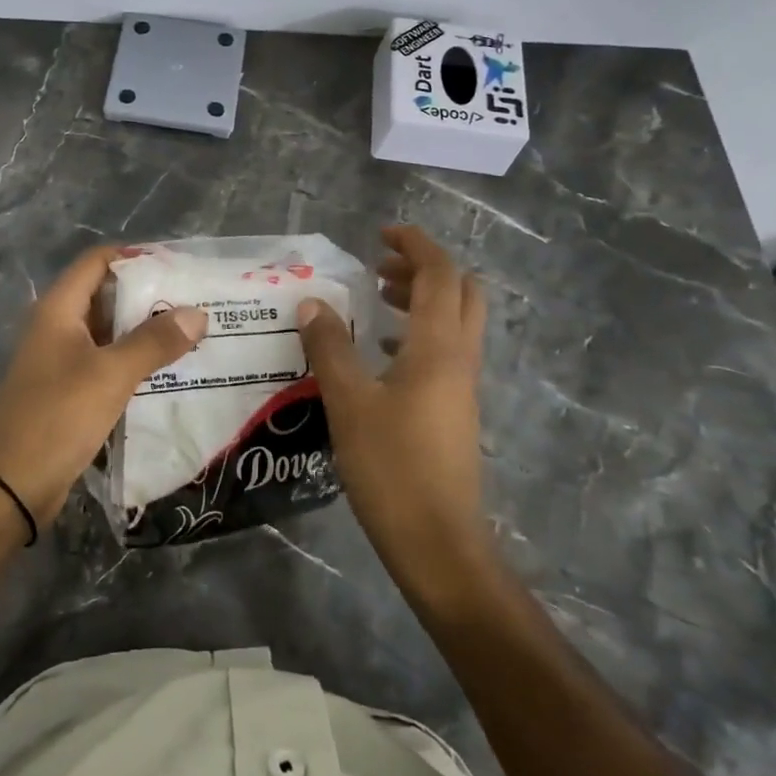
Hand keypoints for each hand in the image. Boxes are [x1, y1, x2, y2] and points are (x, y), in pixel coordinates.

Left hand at [0, 245, 207, 523]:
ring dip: (143, 331)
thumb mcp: (111, 375)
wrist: (12, 486)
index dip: (135, 257)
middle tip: (194, 303)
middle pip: (105, 294)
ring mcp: (60, 358)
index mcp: (58, 309)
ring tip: (189, 334)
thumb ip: (154, 342)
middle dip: (147, 296)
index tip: (177, 267)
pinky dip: (132, 360)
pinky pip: (104, 362)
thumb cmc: (58, 417)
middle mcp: (56, 326)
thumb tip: (197, 313)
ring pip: (108, 331)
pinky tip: (166, 370)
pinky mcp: (67, 389)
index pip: (97, 261)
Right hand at [296, 225, 490, 589]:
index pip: (440, 274)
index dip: (415, 244)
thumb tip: (312, 302)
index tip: (381, 233)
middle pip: (461, 292)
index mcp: (438, 347)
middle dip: (424, 268)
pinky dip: (418, 333)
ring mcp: (462, 387)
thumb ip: (329, 347)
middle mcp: (459, 358)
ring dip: (422, 299)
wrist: (438, 543)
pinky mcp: (455, 411)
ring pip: (455, 322)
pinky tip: (381, 353)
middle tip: (380, 267)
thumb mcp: (348, 401)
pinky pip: (445, 351)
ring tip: (377, 301)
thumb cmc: (392, 467)